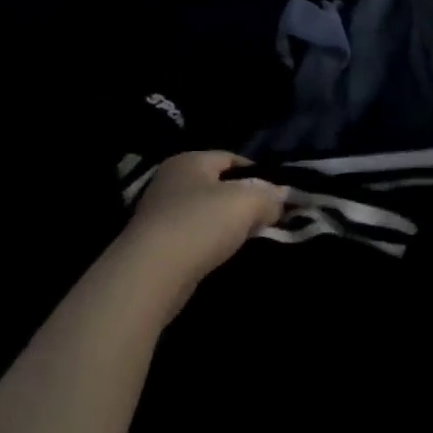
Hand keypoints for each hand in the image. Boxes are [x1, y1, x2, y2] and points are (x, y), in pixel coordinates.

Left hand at [120, 152, 286, 301]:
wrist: (152, 273)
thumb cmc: (201, 223)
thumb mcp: (249, 201)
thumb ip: (270, 195)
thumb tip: (280, 199)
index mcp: (189, 161)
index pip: (232, 158)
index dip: (259, 173)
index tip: (278, 194)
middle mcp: (171, 182)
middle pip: (220, 185)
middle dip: (246, 200)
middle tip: (269, 216)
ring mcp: (160, 213)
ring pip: (208, 212)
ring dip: (230, 223)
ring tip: (250, 237)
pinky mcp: (157, 243)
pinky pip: (196, 234)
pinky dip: (213, 241)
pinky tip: (225, 252)